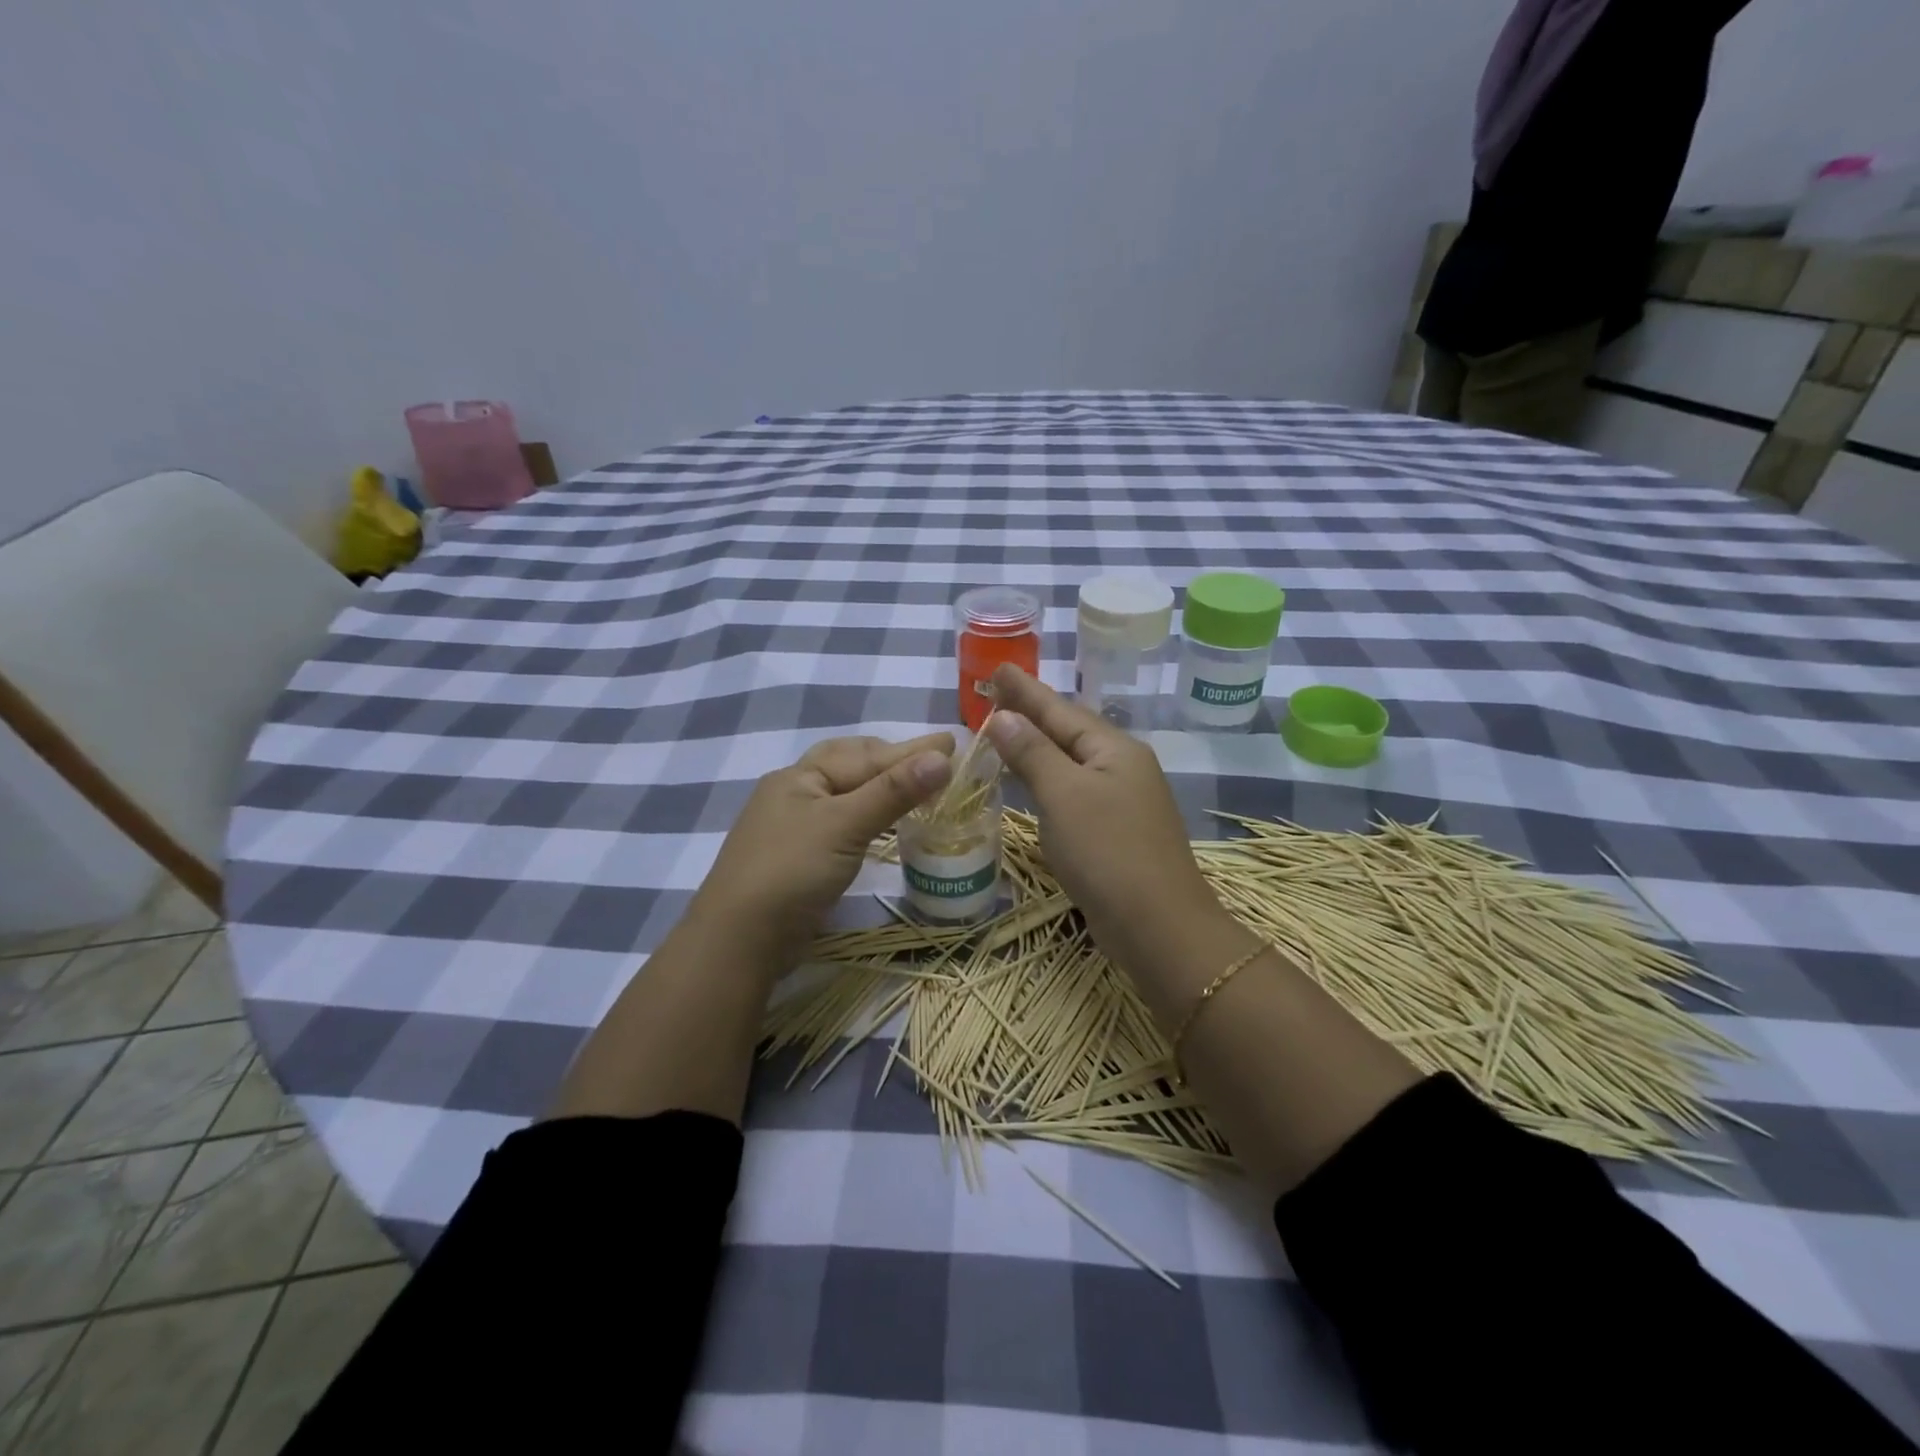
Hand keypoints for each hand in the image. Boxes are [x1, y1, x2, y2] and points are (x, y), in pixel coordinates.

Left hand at [694, 732, 953, 964]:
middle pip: (851, 766)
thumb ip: (892, 792)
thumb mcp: (844, 826)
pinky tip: (887, 823)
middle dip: (893, 760)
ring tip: (918, 786)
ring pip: (848, 795)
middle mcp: (795, 794)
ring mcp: (795, 827)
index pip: (865, 755)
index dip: (910, 750)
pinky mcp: (802, 858)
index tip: (951, 744)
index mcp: (799, 776)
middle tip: (935, 760)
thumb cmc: (791, 871)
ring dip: (883, 788)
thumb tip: (942, 757)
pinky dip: (871, 816)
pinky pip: (844, 823)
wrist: (740, 941)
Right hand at [985, 665, 1231, 980]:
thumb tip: (1005, 717)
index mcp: (1114, 749)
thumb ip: (1033, 753)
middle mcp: (1122, 767)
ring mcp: (1122, 800)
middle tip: (996, 693)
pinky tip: (1032, 781)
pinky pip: (1073, 791)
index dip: (1025, 691)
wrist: (1158, 926)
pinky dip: (1047, 779)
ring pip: (1070, 762)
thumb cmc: (1108, 853)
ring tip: (1007, 728)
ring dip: (1038, 745)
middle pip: (1068, 731)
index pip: (1059, 709)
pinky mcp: (1115, 832)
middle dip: (1032, 712)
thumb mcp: (1064, 796)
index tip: (997, 668)